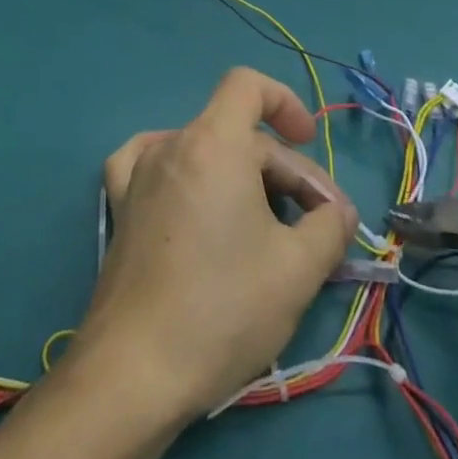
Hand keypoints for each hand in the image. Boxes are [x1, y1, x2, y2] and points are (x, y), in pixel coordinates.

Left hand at [74, 67, 358, 419]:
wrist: (134, 373)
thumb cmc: (222, 309)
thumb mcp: (299, 269)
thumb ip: (330, 226)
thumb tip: (336, 212)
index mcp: (213, 143)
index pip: (248, 85)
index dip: (285, 102)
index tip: (309, 141)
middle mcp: (172, 145)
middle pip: (239, 134)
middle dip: (285, 173)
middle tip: (316, 230)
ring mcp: (138, 175)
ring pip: (206, 154)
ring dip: (244, 179)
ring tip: (267, 227)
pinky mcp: (120, 208)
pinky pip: (154, 165)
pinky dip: (185, 172)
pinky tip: (194, 196)